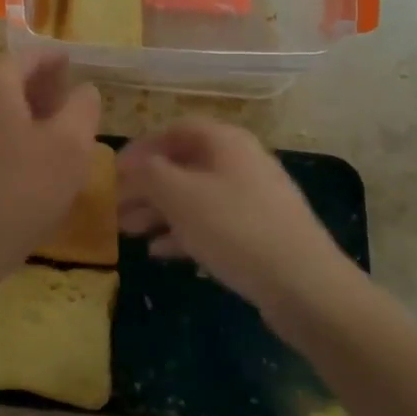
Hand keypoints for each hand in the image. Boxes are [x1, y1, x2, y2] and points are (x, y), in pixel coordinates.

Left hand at [0, 54, 100, 311]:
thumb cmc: (16, 192)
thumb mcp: (69, 148)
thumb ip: (83, 109)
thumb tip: (84, 88)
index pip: (32, 55)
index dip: (59, 61)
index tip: (80, 70)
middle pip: (11, 81)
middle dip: (45, 91)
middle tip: (74, 110)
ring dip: (29, 120)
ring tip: (58, 144)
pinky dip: (9, 143)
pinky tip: (28, 174)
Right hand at [118, 119, 356, 328]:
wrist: (303, 284)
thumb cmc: (234, 227)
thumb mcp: (180, 195)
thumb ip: (148, 173)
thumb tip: (132, 164)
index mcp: (224, 141)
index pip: (173, 131)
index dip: (140, 148)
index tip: (112, 172)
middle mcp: (240, 161)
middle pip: (183, 165)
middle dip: (145, 186)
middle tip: (114, 208)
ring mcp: (253, 197)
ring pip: (194, 196)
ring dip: (159, 211)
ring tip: (128, 232)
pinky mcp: (259, 232)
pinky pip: (212, 222)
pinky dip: (183, 232)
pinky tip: (160, 252)